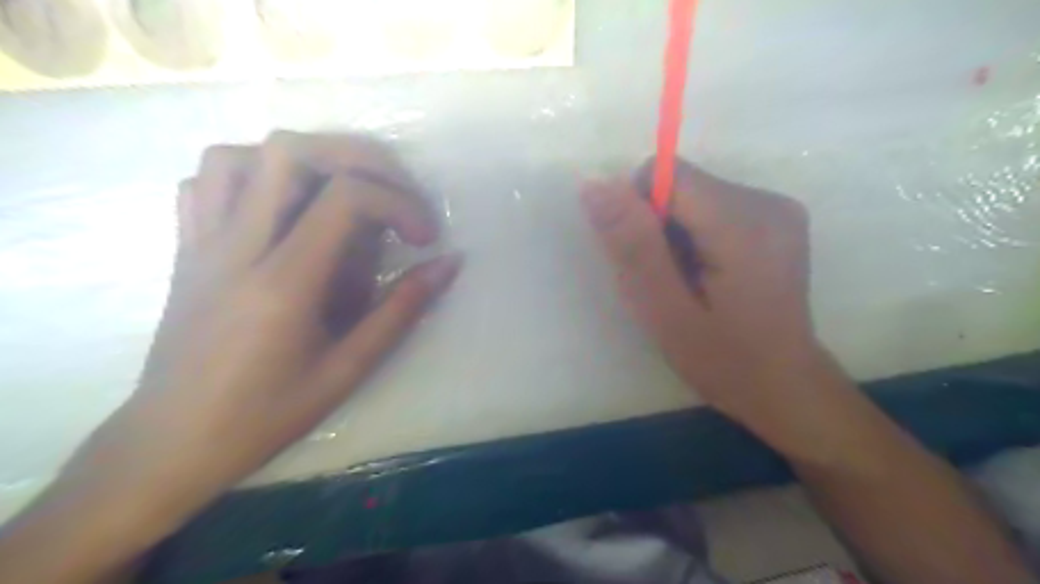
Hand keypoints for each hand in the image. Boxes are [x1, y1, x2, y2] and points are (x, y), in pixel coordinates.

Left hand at [55, 130, 458, 540]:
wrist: (172, 443)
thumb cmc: (265, 415)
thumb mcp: (348, 370)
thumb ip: (401, 311)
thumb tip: (448, 264)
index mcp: (283, 281)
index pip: (346, 197)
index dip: (400, 202)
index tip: (426, 237)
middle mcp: (238, 246)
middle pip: (294, 151)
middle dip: (362, 159)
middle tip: (396, 193)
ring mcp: (202, 242)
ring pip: (240, 155)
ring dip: (303, 160)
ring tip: (340, 193)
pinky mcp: (186, 249)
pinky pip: (204, 183)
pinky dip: (249, 175)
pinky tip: (281, 206)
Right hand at [582, 160, 824, 429]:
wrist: (784, 387)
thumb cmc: (722, 359)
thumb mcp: (664, 309)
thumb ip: (632, 245)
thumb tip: (595, 184)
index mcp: (743, 222)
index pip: (665, 174)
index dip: (640, 213)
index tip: (647, 260)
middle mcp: (768, 201)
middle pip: (682, 186)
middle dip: (658, 228)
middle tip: (669, 282)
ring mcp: (778, 209)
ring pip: (694, 197)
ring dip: (676, 235)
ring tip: (689, 283)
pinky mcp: (776, 220)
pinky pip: (713, 208)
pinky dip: (696, 237)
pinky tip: (708, 276)